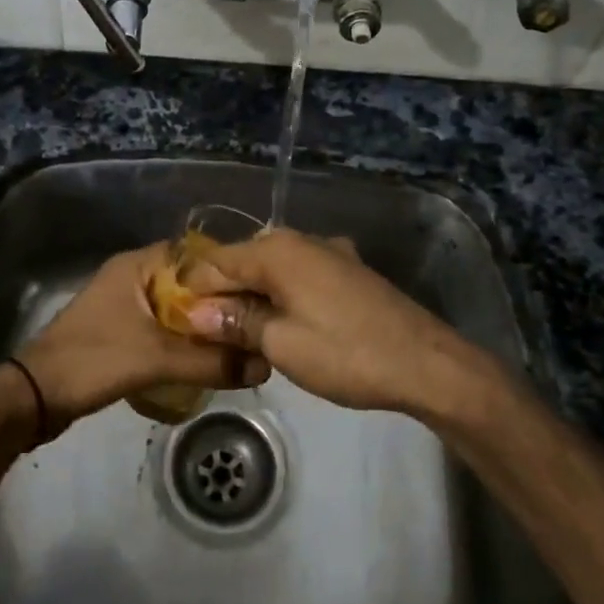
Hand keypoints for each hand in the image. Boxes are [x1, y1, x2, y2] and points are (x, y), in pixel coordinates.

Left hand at [11, 244, 268, 438]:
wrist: (35, 397)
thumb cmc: (93, 360)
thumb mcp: (156, 359)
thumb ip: (209, 362)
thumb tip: (264, 367)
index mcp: (137, 265)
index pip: (195, 255)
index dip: (227, 271)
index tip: (258, 293)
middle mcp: (132, 276)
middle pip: (188, 283)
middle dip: (219, 303)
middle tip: (254, 323)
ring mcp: (124, 303)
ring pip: (175, 308)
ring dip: (201, 325)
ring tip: (237, 342)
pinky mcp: (120, 330)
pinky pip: (162, 327)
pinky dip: (183, 339)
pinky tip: (205, 358)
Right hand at [181, 228, 486, 418]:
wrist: (425, 363)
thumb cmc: (346, 353)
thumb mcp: (281, 343)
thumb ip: (236, 321)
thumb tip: (195, 311)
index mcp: (277, 249)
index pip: (216, 262)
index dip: (193, 290)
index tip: (178, 322)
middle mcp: (300, 239)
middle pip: (244, 261)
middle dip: (223, 294)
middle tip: (208, 335)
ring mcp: (328, 252)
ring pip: (272, 269)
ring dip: (253, 297)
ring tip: (240, 335)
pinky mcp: (348, 270)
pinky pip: (299, 276)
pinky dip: (282, 296)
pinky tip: (281, 323)